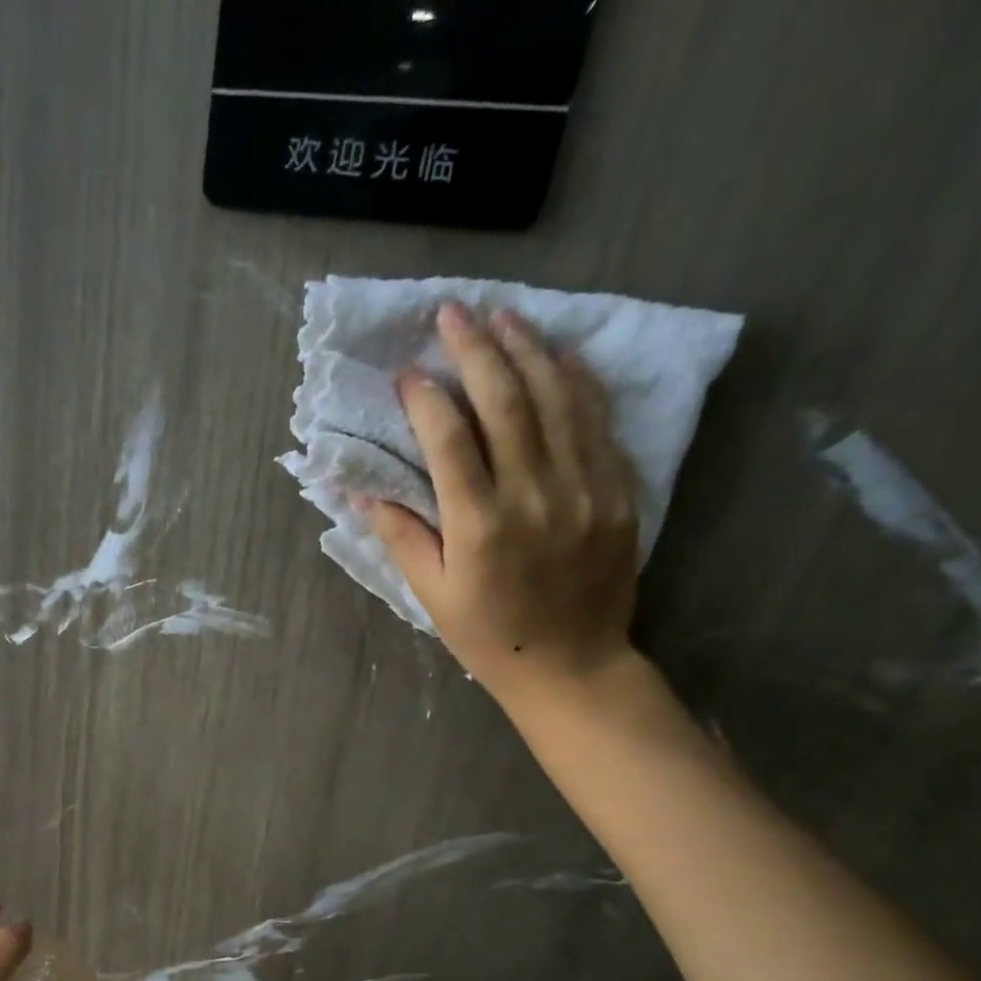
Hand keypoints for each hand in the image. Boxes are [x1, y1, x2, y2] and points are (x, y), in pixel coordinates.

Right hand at [360, 302, 642, 710]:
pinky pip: (596, 422)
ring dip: (527, 349)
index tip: (407, 374)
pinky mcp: (617, 491)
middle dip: (475, 351)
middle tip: (451, 313)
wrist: (572, 666)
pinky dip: (576, 381)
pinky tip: (558, 354)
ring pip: (556, 399)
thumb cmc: (489, 637)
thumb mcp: (432, 597)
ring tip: (502, 316)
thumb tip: (363, 491)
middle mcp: (534, 495)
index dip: (426, 400)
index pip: (450, 441)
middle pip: (505, 403)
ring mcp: (584, 489)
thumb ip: (401, 538)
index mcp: (480, 526)